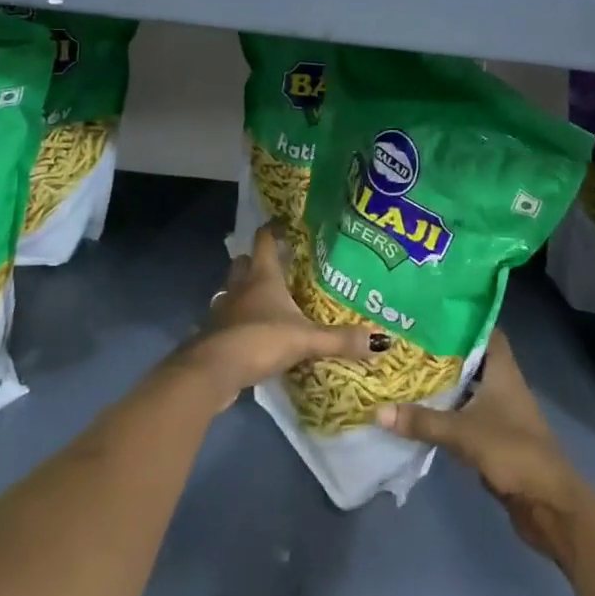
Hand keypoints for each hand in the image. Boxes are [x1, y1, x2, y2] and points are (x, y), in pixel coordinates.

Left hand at [180, 223, 375, 408]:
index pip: (264, 240)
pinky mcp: (214, 335)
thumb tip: (382, 341)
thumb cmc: (259, 340)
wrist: (212, 371)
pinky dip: (237, 321)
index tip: (283, 224)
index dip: (272, 230)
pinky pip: (226, 320)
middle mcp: (239, 287)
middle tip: (277, 264)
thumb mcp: (305, 339)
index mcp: (262, 276)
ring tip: (264, 299)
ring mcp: (223, 311)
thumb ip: (340, 339)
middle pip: (244, 263)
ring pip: (232, 291)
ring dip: (244, 292)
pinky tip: (250, 333)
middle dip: (256, 261)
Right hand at [376, 329, 587, 564]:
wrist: (548, 503)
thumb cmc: (512, 451)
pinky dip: (447, 410)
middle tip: (407, 340)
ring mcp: (499, 410)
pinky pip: (465, 413)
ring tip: (406, 369)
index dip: (461, 318)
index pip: (484, 329)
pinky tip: (420, 409)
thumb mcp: (463, 432)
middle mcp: (502, 382)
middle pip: (470, 357)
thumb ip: (422, 421)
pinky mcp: (493, 436)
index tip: (429, 312)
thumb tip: (378, 410)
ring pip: (467, 386)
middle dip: (442, 351)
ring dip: (443, 382)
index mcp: (502, 368)